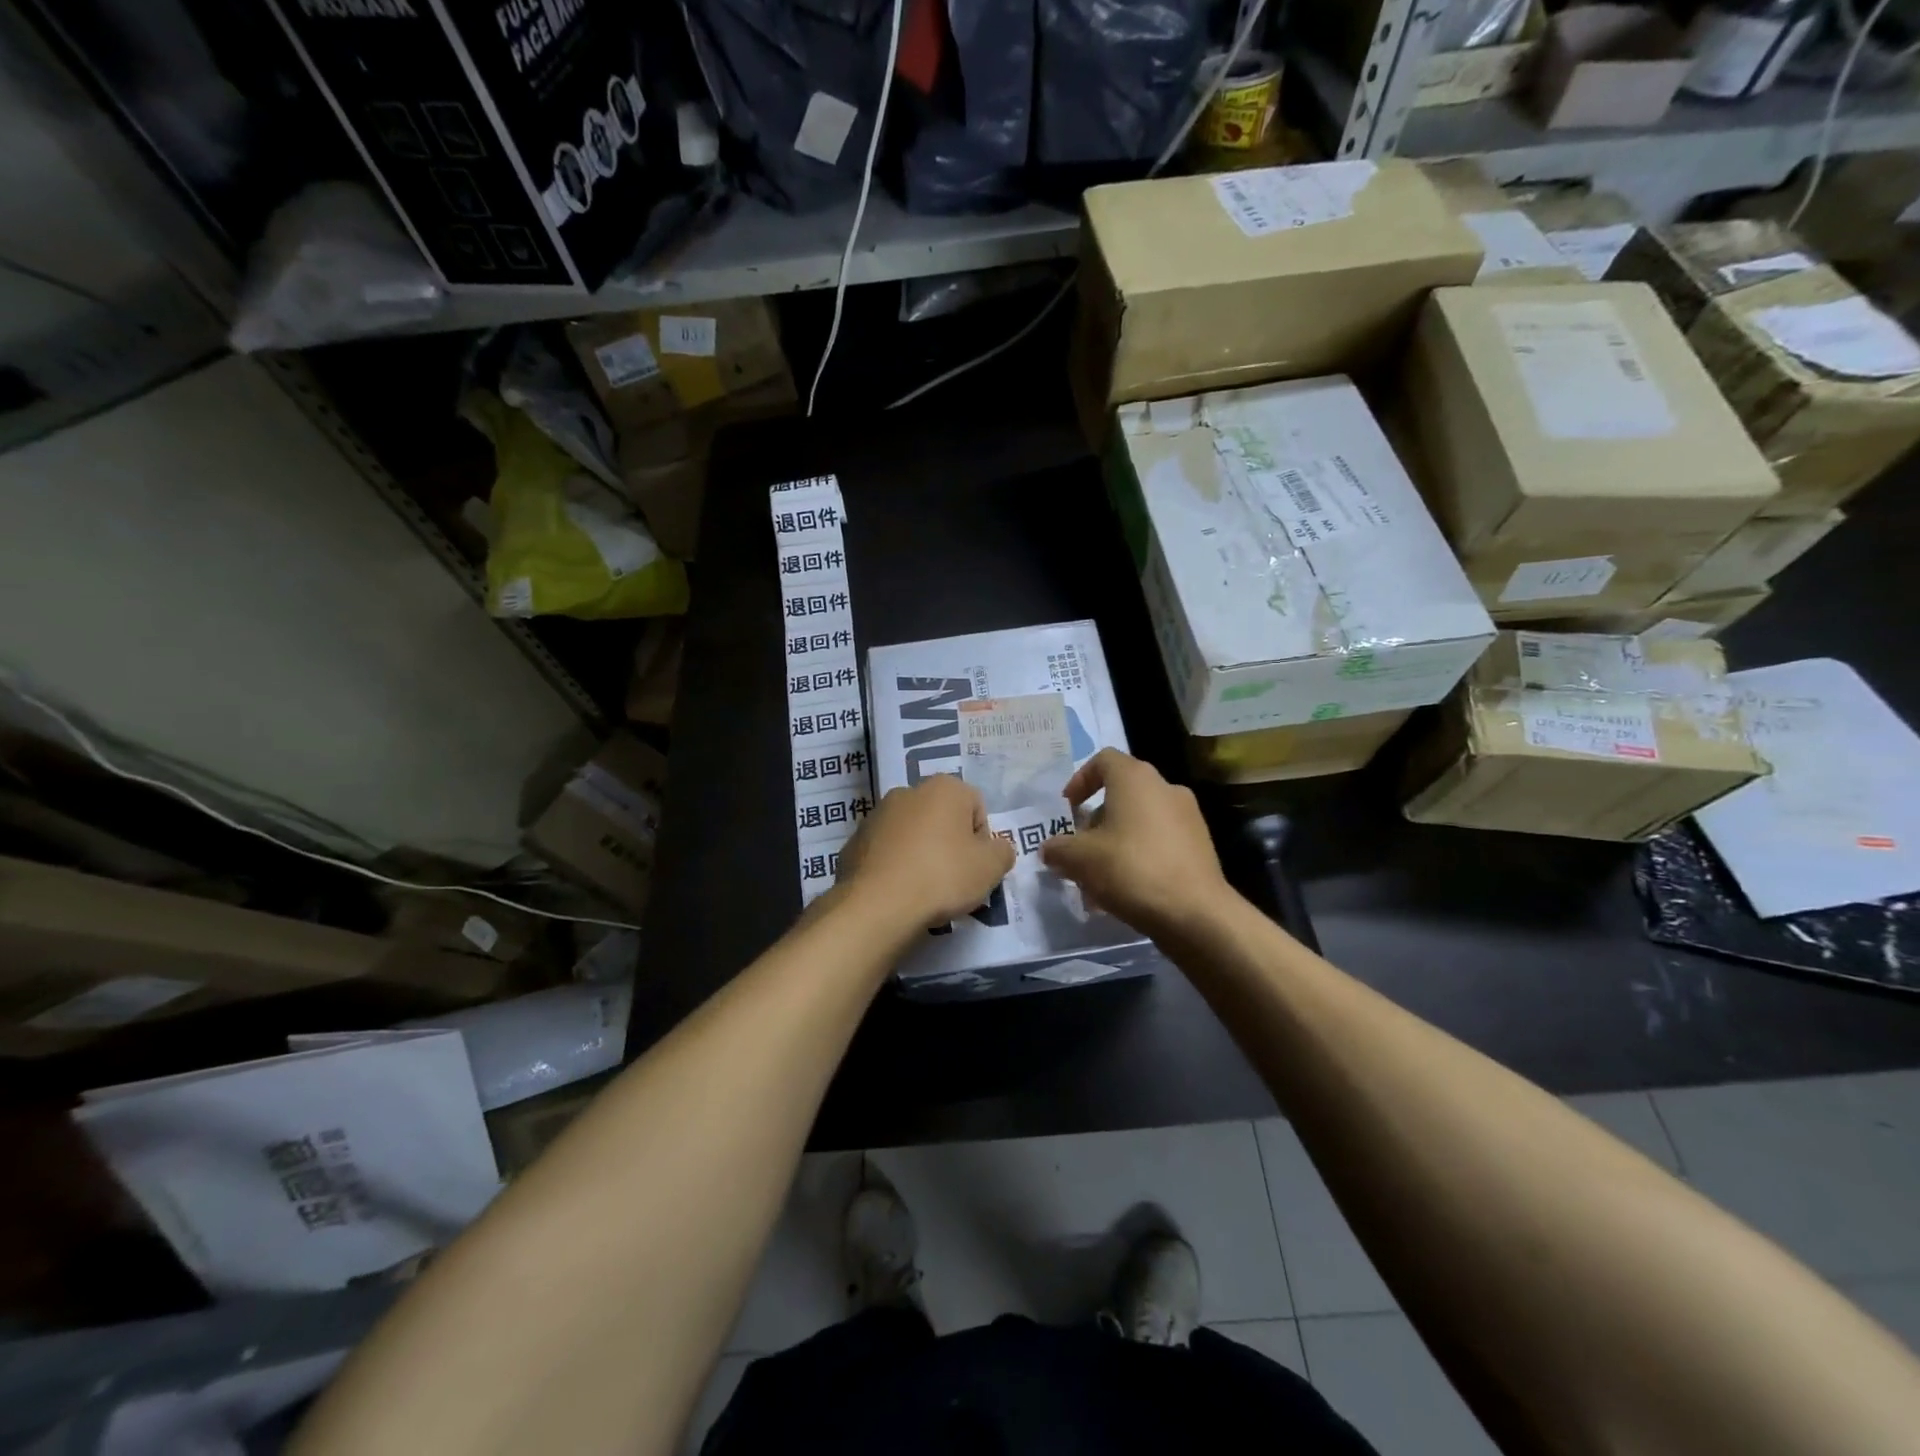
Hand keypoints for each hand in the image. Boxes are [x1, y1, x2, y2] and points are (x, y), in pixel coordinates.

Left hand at [834, 774, 1015, 931]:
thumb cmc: (942, 876)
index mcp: (944, 787)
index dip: (981, 840)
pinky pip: (887, 850)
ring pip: (912, 833)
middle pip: (942, 817)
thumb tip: (996, 849)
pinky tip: (898, 890)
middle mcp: (908, 791)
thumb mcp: (991, 868)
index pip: (976, 807)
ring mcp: (877, 814)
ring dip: (921, 853)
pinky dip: (895, 865)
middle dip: (950, 843)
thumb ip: (1003, 851)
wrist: (877, 905)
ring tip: (924, 888)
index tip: (975, 867)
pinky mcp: (855, 840)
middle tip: (953, 879)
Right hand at [1040, 749, 1232, 937]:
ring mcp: (1188, 816)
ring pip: (1139, 821)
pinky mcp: (1200, 845)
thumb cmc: (1132, 870)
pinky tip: (1126, 890)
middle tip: (1079, 849)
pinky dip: (1139, 856)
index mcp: (1135, 778)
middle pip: (1121, 793)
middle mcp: (1165, 787)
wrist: (1196, 913)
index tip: (1068, 810)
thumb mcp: (1080, 859)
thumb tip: (1049, 849)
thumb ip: (1058, 849)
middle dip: (1095, 821)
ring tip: (1098, 879)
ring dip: (1115, 842)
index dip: (1079, 780)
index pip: (1103, 760)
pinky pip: (1160, 841)